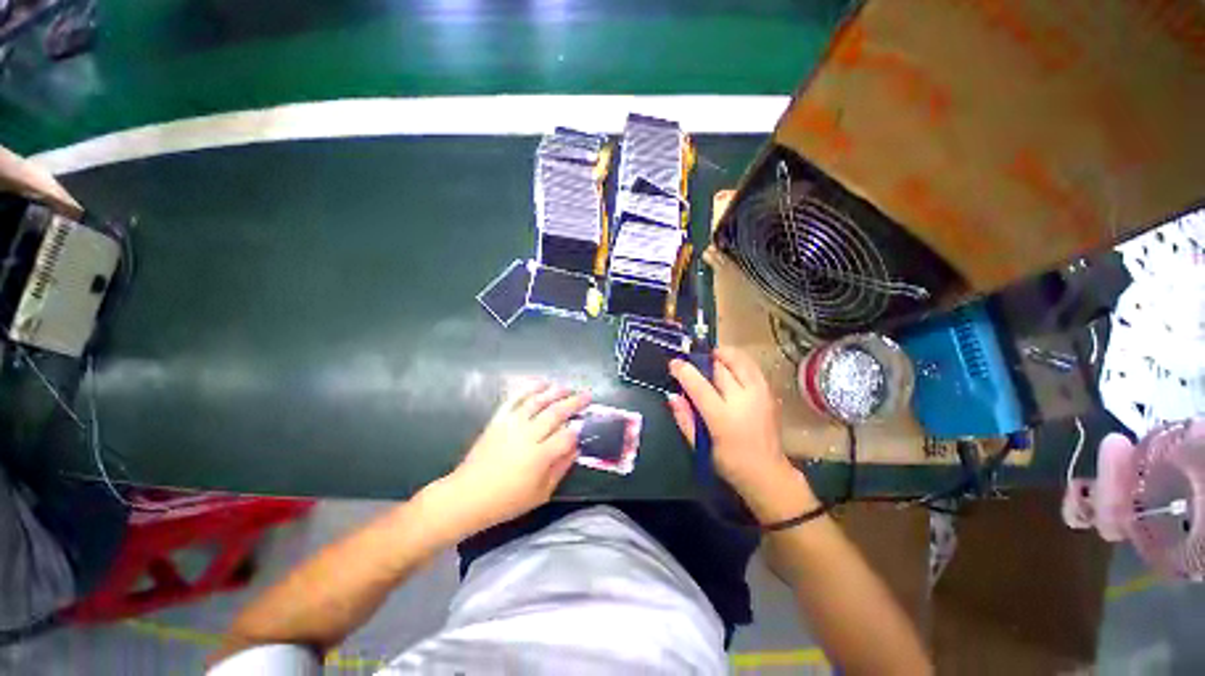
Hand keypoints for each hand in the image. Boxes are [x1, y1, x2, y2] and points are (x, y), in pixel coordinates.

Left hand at [446, 382, 589, 531]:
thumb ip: (561, 468)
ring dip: (555, 391)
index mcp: (539, 456)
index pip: (567, 436)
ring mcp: (511, 424)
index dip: (579, 430)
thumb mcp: (541, 493)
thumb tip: (576, 448)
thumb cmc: (506, 500)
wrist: (467, 495)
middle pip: (556, 413)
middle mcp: (528, 435)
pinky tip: (541, 383)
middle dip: (575, 402)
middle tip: (587, 395)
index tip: (586, 425)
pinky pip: (516, 399)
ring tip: (567, 387)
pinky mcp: (499, 419)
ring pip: (538, 401)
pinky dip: (529, 388)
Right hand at [667, 347, 800, 499]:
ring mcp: (760, 395)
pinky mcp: (770, 393)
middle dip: (703, 360)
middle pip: (720, 368)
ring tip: (711, 357)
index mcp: (723, 418)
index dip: (685, 371)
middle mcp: (743, 401)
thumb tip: (672, 396)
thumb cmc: (730, 463)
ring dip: (723, 355)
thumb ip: (685, 420)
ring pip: (740, 361)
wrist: (769, 474)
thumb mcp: (701, 447)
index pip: (700, 386)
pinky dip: (738, 361)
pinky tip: (729, 365)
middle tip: (691, 361)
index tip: (673, 363)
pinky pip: (752, 367)